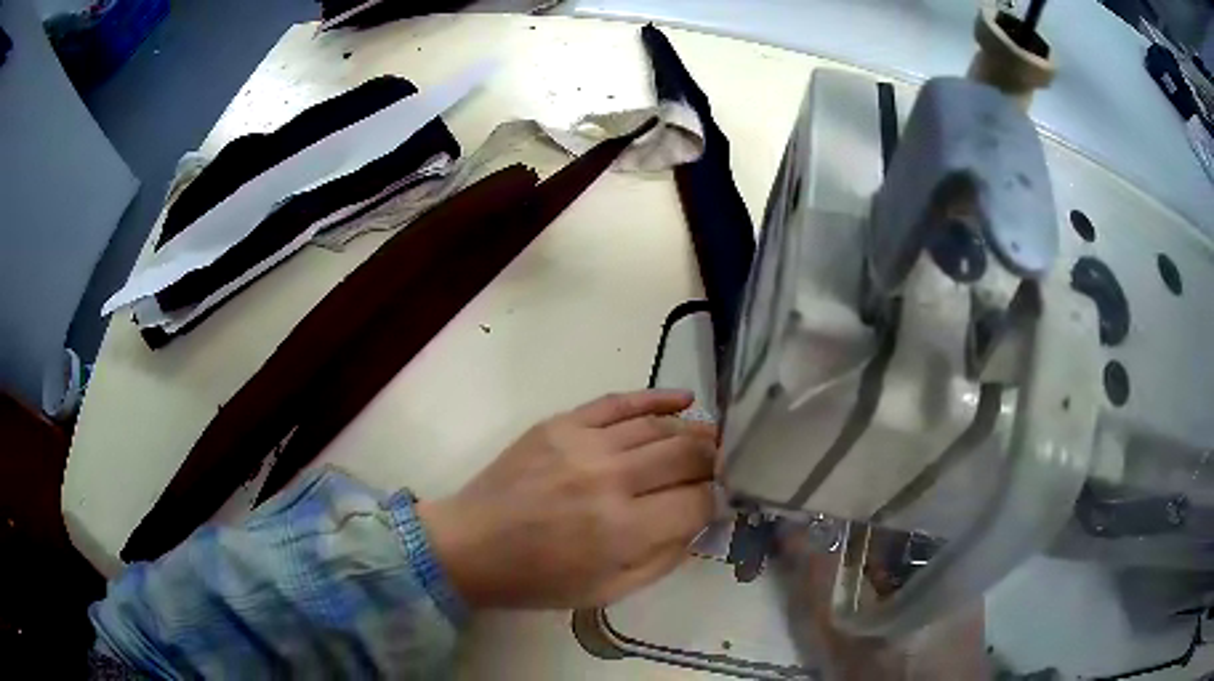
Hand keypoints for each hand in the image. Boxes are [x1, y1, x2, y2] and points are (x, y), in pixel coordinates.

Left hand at [417, 390, 717, 608]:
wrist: (470, 545)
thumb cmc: (538, 580)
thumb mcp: (608, 592)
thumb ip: (664, 559)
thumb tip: (702, 522)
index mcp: (622, 530)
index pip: (699, 501)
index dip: (720, 500)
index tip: (724, 501)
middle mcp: (610, 479)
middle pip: (688, 454)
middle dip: (717, 460)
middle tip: (727, 466)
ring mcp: (583, 444)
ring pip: (660, 426)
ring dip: (695, 431)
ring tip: (713, 439)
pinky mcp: (560, 424)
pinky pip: (619, 401)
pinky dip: (656, 398)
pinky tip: (683, 399)